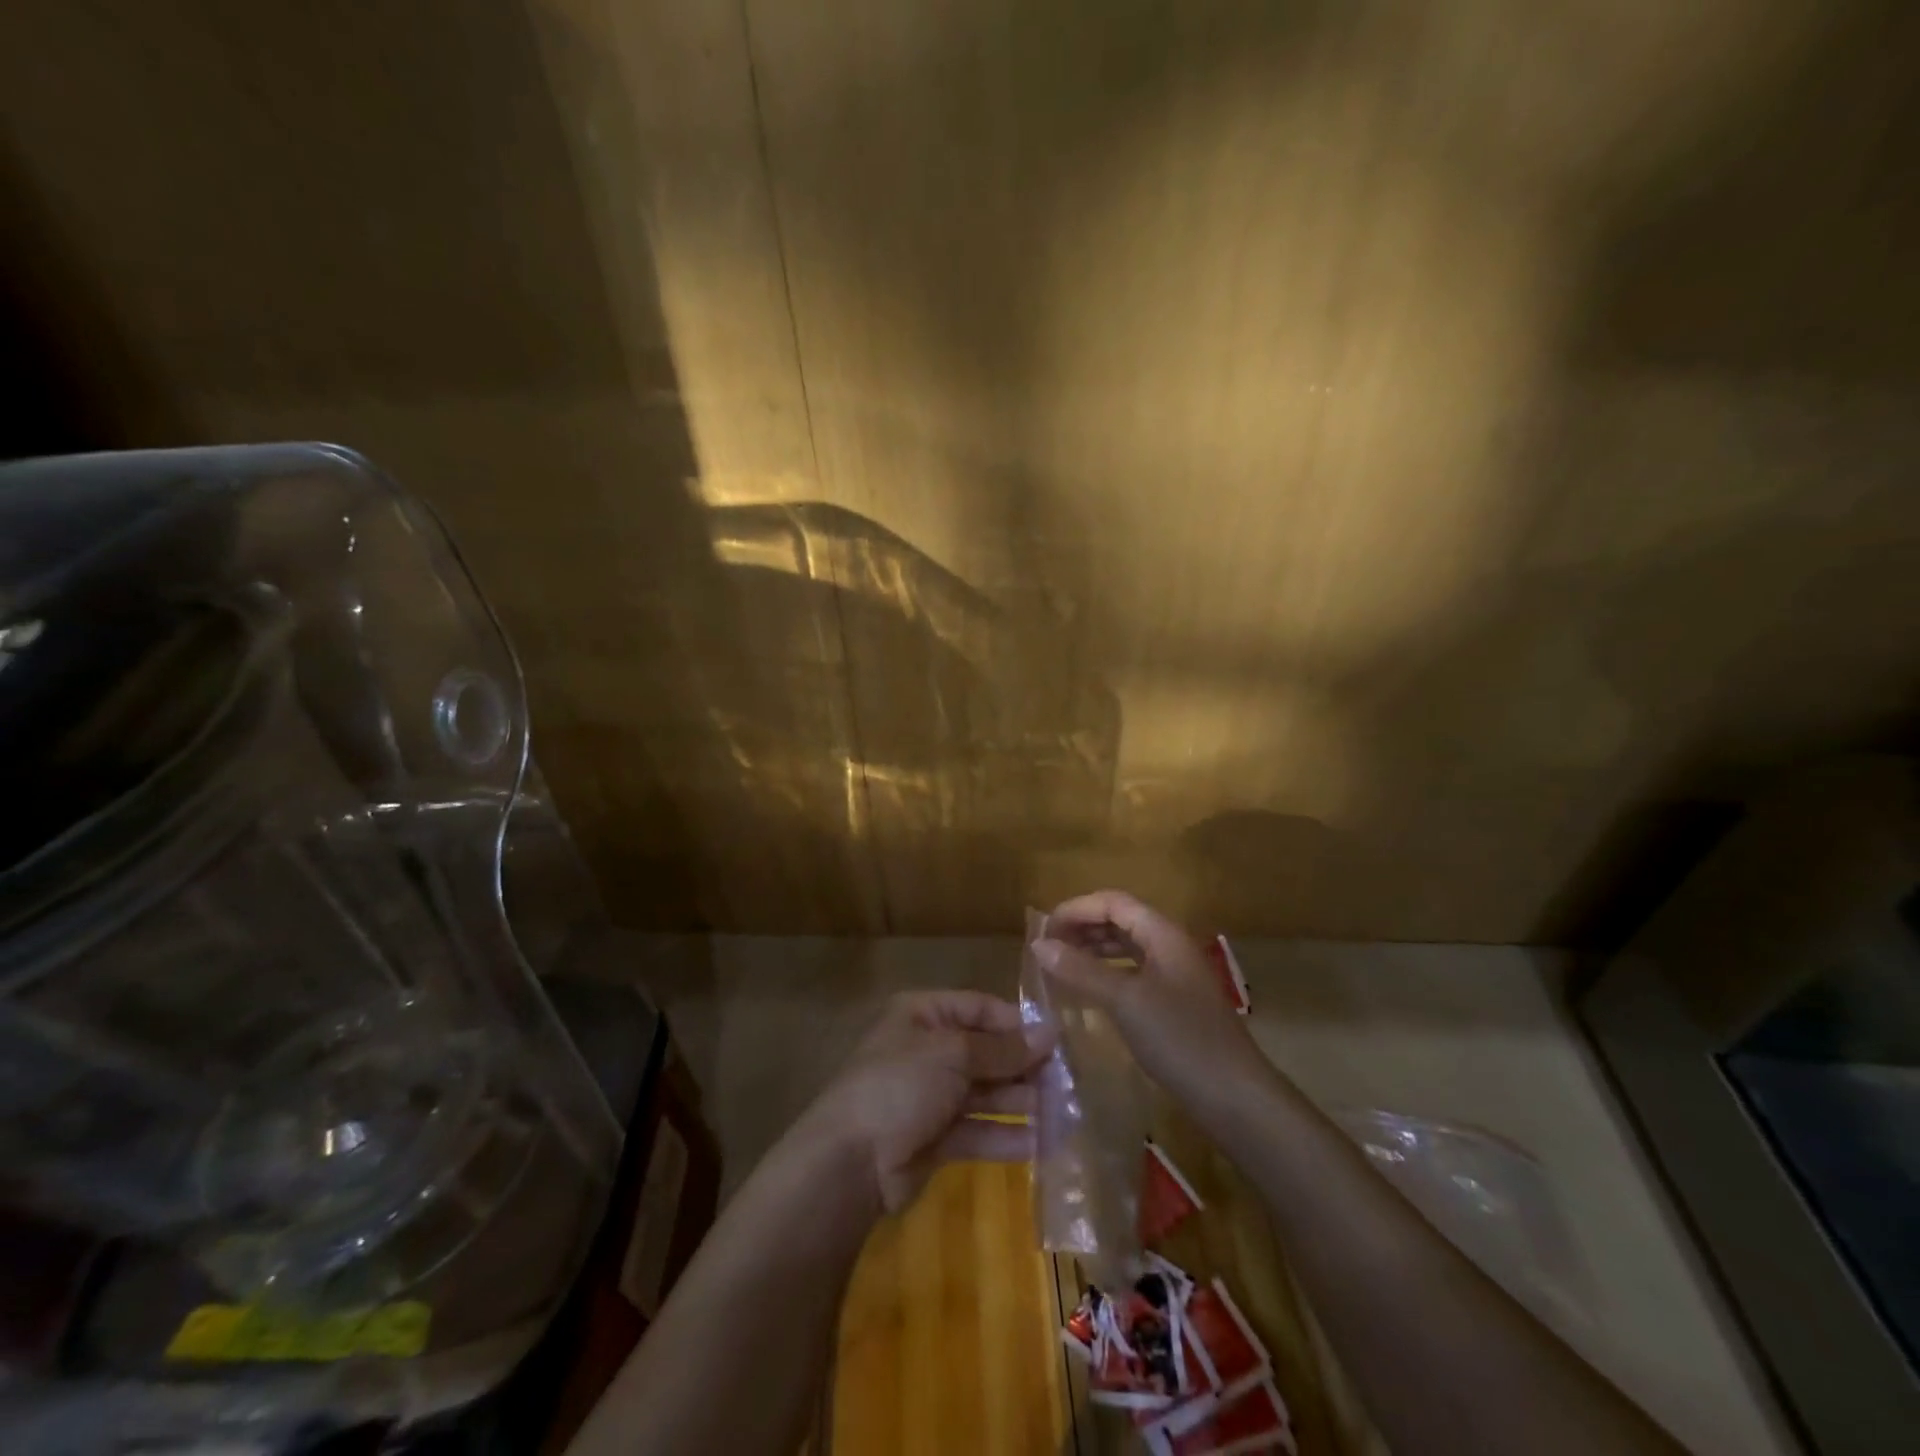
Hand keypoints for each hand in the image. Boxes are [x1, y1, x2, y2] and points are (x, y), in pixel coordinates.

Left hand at [801, 990, 1055, 1214]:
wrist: (850, 1162)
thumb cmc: (900, 1085)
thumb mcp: (953, 1054)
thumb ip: (1002, 1049)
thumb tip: (1049, 1034)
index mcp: (924, 1015)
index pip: (980, 1009)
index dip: (1017, 1024)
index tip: (1058, 1041)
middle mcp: (929, 1050)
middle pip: (986, 1052)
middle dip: (1024, 1066)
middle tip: (1069, 1081)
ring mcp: (932, 1096)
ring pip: (986, 1093)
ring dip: (1022, 1101)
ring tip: (1065, 1111)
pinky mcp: (937, 1139)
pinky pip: (980, 1130)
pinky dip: (1008, 1135)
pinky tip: (1044, 1143)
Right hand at [1032, 890, 1275, 1114]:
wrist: (1236, 1099)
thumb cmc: (1181, 1040)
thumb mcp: (1126, 1001)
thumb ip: (1081, 970)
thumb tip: (1038, 944)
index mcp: (1164, 934)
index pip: (1113, 902)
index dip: (1076, 909)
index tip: (1043, 930)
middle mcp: (1170, 947)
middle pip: (1120, 920)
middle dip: (1082, 927)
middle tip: (1046, 948)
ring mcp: (1175, 976)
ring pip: (1127, 947)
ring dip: (1092, 950)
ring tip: (1060, 966)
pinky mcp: (1175, 1004)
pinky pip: (1133, 974)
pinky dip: (1106, 974)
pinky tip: (1088, 992)